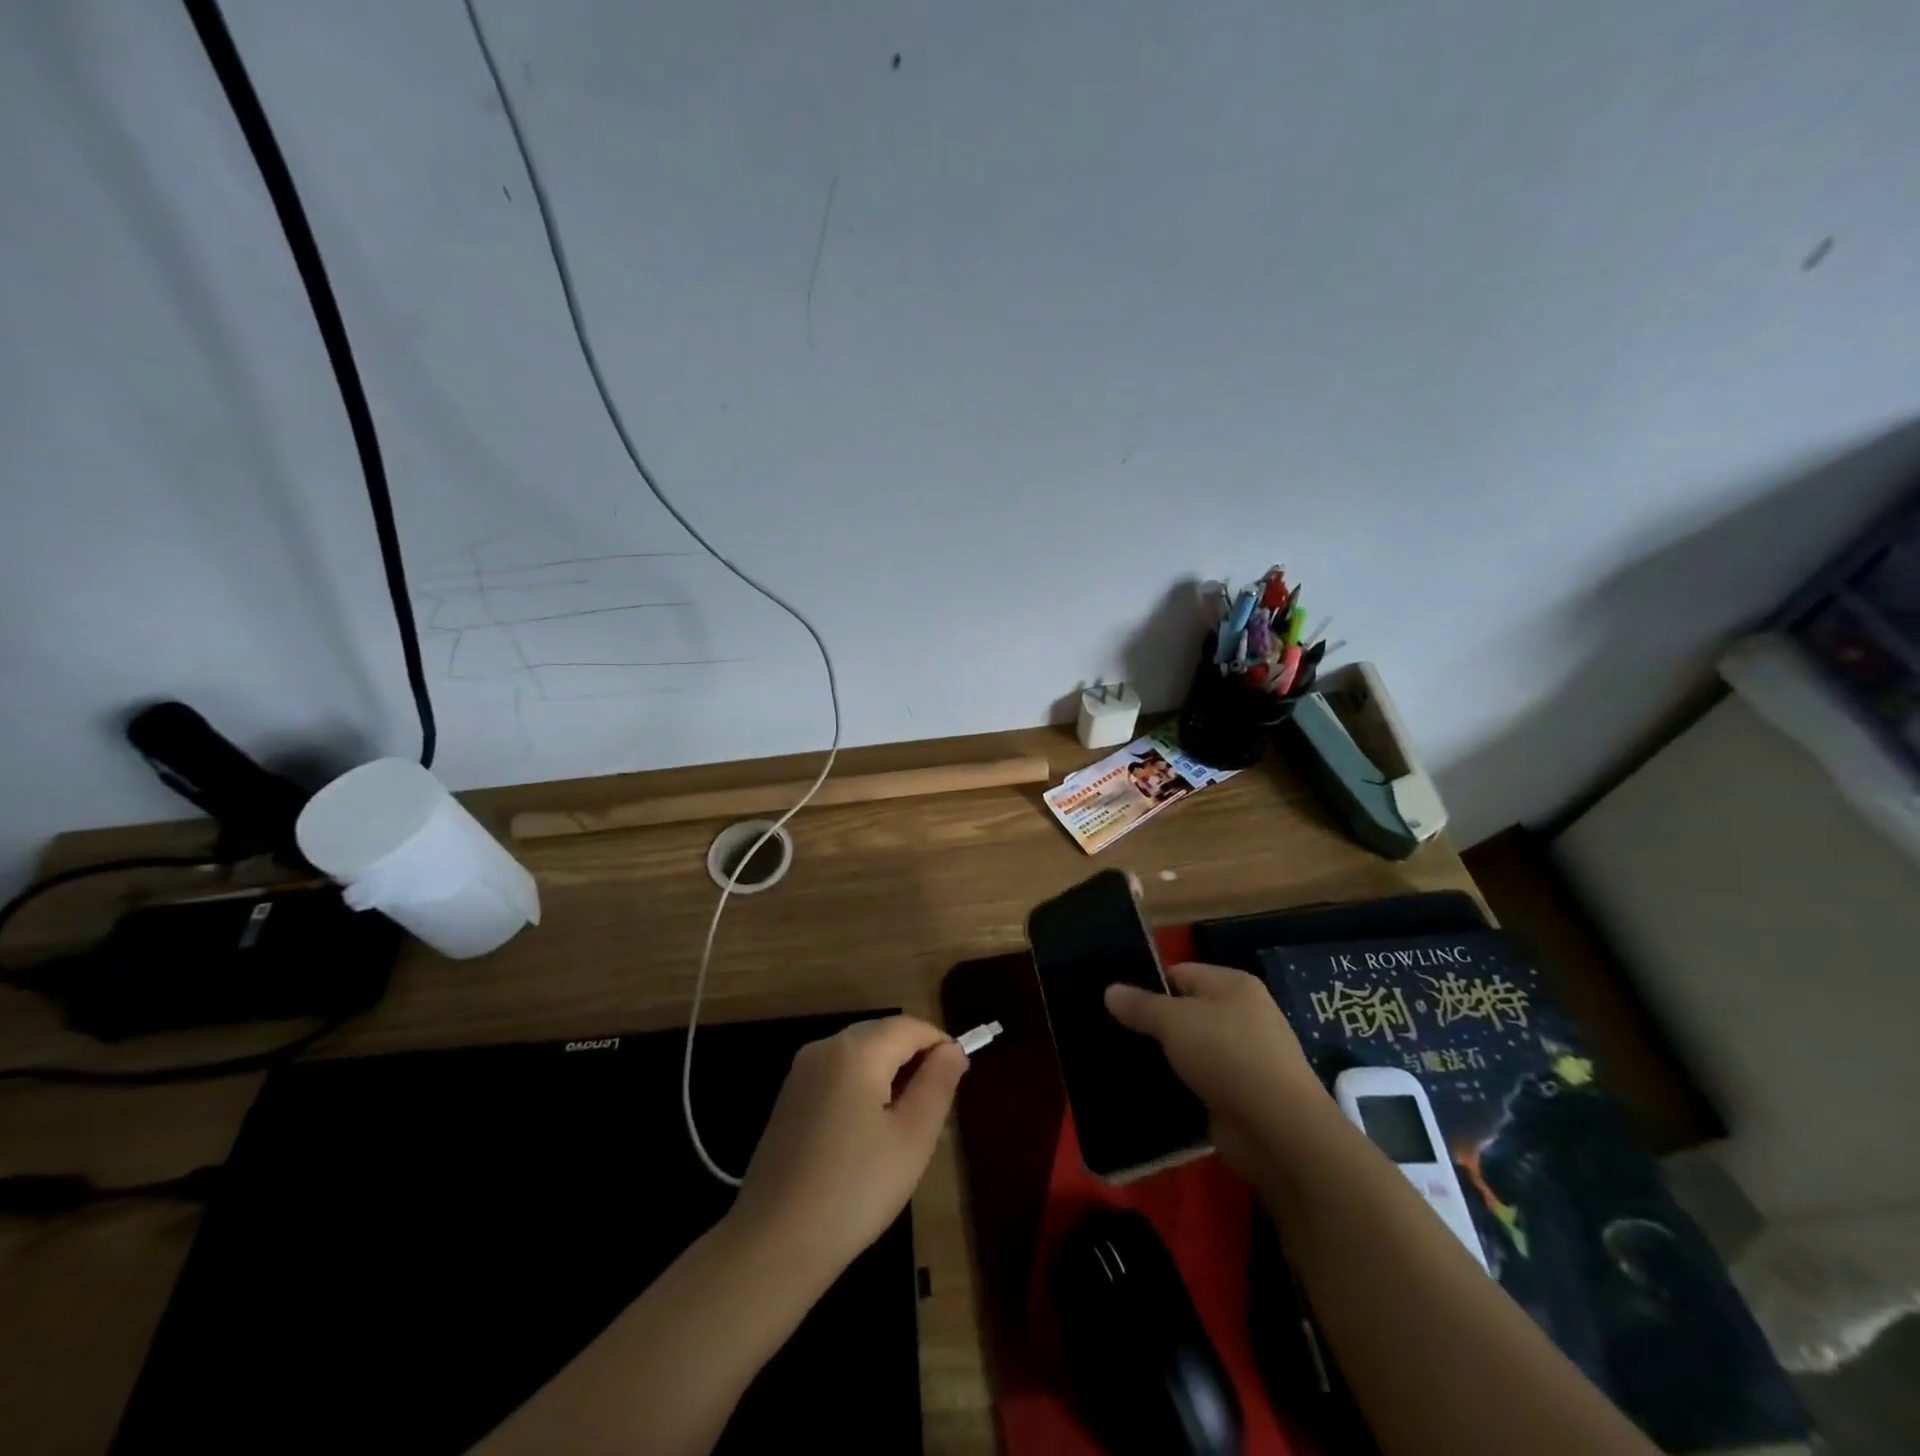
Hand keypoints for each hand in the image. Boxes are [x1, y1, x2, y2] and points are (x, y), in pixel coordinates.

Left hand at [731, 1015, 967, 1278]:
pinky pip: (837, 1074)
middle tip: (934, 1109)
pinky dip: (861, 1087)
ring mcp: (801, 1072)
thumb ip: (938, 1083)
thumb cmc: (855, 1189)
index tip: (959, 1079)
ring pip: (860, 1054)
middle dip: (914, 1059)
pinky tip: (865, 1135)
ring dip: (888, 1074)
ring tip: (903, 1126)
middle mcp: (825, 1047)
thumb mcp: (913, 1138)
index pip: (911, 1026)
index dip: (941, 1045)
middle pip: (883, 1034)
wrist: (773, 1243)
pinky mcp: (788, 1098)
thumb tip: (952, 1049)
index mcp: (857, 1050)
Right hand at [1105, 962, 1331, 1178]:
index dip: (1148, 985)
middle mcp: (1243, 1014)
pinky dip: (1180, 1085)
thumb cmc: (1227, 1056)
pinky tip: (1151, 1091)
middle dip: (1154, 1023)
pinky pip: (1200, 1080)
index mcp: (1233, 984)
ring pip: (1191, 1048)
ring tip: (1124, 1062)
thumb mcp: (1174, 1022)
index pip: (1180, 973)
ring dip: (1165, 1057)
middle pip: (1186, 1010)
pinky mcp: (1241, 1094)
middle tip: (1114, 1033)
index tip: (1116, 1004)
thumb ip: (1140, 1005)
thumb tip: (1110, 990)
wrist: (1278, 1130)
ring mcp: (1245, 1056)